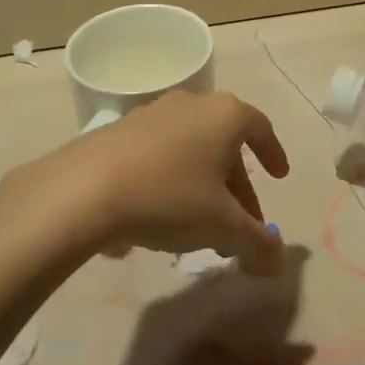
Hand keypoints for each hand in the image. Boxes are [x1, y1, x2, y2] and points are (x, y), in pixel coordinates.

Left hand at [41, 91, 289, 273]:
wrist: (85, 189)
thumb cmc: (169, 197)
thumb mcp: (222, 227)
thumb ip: (257, 243)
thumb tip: (279, 260)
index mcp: (224, 115)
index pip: (260, 127)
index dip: (273, 153)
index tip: (279, 177)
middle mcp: (191, 103)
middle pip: (225, 142)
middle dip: (238, 184)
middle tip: (242, 222)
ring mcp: (153, 113)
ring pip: (192, 147)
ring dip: (205, 183)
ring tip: (203, 224)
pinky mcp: (121, 130)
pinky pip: (161, 153)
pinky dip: (173, 178)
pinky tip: (162, 213)